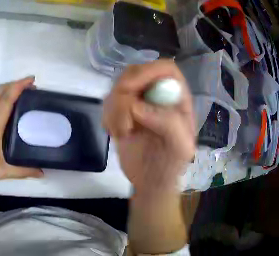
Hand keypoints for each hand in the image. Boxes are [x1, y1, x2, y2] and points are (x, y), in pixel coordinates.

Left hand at [0, 76, 43, 184]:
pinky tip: (6, 104)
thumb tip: (42, 173)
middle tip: (30, 85)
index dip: (19, 86)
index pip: (6, 99)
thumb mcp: (1, 171)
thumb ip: (23, 171)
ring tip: (20, 92)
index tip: (31, 79)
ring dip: (6, 88)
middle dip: (14, 84)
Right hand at [103, 60, 194, 195]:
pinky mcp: (123, 111)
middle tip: (124, 122)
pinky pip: (108, 102)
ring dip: (114, 110)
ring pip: (118, 87)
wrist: (151, 182)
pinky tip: (116, 133)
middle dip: (124, 94)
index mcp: (177, 98)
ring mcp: (140, 101)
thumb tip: (136, 106)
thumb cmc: (170, 166)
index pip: (164, 69)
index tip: (129, 89)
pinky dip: (108, 117)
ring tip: (123, 133)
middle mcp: (158, 94)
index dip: (147, 71)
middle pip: (136, 72)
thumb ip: (170, 125)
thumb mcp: (180, 149)